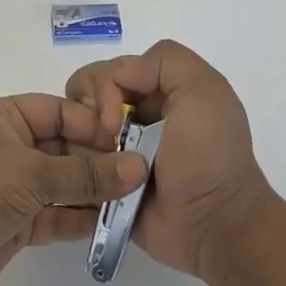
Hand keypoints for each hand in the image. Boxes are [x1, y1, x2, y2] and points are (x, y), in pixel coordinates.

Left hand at [0, 95, 147, 285]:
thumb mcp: (32, 174)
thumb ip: (86, 173)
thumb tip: (139, 167)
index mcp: (5, 117)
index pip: (61, 111)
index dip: (95, 125)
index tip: (131, 144)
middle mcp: (11, 146)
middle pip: (67, 148)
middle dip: (101, 163)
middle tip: (143, 177)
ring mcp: (14, 186)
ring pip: (65, 184)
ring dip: (96, 193)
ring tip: (136, 202)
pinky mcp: (18, 222)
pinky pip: (58, 216)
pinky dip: (81, 220)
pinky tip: (113, 226)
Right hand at [65, 40, 276, 280]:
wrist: (212, 223)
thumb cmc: (208, 156)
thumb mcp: (203, 90)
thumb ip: (164, 61)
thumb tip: (116, 79)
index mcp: (158, 92)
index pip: (108, 70)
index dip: (103, 86)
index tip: (117, 117)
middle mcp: (133, 117)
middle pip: (84, 97)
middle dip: (87, 113)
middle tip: (106, 138)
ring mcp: (116, 151)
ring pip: (73, 129)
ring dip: (82, 142)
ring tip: (99, 163)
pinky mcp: (103, 181)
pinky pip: (73, 164)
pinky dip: (75, 166)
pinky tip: (89, 177)